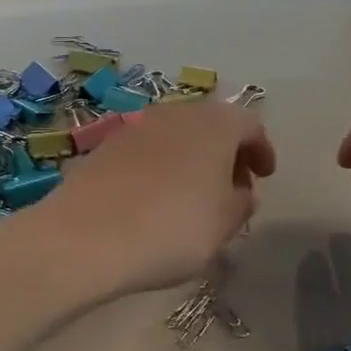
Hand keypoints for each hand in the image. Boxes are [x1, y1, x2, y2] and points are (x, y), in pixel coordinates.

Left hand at [45, 98, 274, 296]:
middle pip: (213, 124)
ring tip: (195, 194)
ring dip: (193, 158)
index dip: (262, 150)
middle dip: (227, 152)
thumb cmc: (172, 228)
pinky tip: (157, 197)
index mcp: (217, 124)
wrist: (86, 237)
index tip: (264, 177)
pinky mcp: (108, 145)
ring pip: (179, 134)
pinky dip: (162, 166)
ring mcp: (139, 125)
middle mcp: (180, 113)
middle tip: (233, 185)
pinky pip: (149, 149)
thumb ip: (241, 202)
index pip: (251, 125)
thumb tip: (241, 191)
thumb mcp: (224, 224)